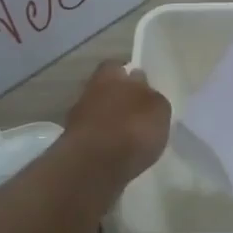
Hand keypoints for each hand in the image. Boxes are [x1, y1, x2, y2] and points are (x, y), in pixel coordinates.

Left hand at [64, 60, 170, 182]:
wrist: (94, 166)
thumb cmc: (132, 129)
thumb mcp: (159, 109)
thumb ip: (153, 97)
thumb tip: (146, 91)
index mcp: (110, 75)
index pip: (118, 66)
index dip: (130, 77)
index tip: (143, 88)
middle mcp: (90, 90)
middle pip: (107, 90)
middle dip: (120, 99)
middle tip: (139, 114)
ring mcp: (78, 118)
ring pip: (99, 113)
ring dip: (111, 122)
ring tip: (131, 137)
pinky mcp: (73, 144)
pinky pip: (94, 136)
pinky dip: (104, 142)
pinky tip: (118, 152)